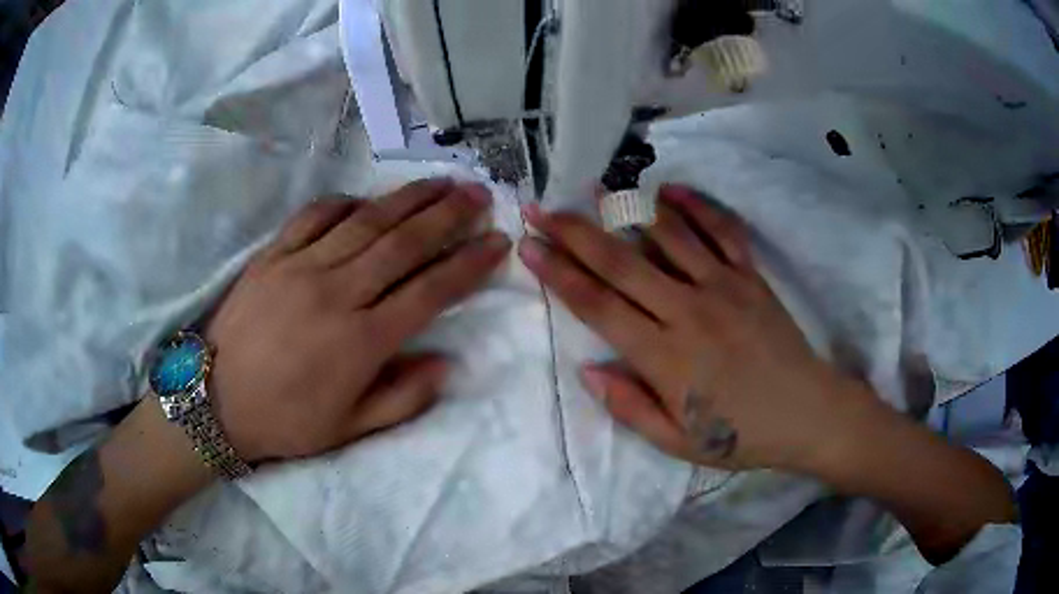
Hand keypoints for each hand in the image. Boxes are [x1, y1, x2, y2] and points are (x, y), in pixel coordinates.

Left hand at [205, 179, 509, 461]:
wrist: (215, 402)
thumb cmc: (285, 421)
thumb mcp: (349, 430)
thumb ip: (402, 398)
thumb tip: (446, 363)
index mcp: (360, 343)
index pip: (429, 292)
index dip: (468, 265)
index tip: (497, 243)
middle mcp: (336, 294)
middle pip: (403, 244)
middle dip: (448, 215)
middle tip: (479, 195)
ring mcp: (301, 268)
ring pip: (365, 221)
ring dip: (407, 198)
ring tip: (440, 182)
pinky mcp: (272, 256)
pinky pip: (313, 216)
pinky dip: (344, 202)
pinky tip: (364, 199)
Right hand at [518, 185, 871, 471]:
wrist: (807, 413)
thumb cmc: (740, 434)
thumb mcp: (677, 442)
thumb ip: (630, 407)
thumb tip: (588, 370)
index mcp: (664, 356)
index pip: (597, 305)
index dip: (558, 273)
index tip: (529, 246)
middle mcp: (688, 310)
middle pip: (621, 263)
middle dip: (574, 232)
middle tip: (540, 208)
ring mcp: (723, 286)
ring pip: (667, 236)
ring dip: (627, 208)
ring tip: (595, 187)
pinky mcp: (751, 276)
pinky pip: (722, 230)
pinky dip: (697, 206)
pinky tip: (670, 189)